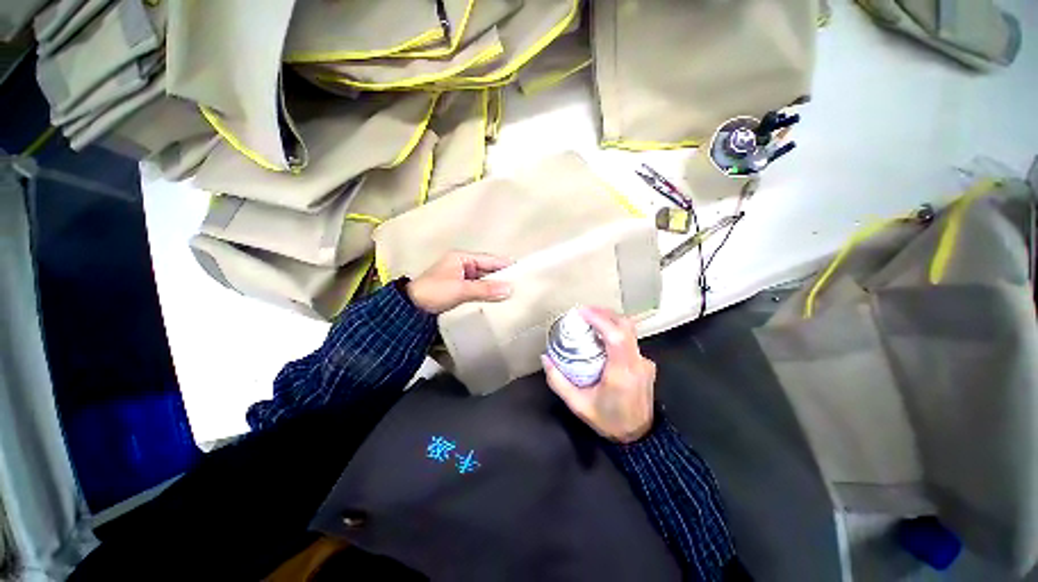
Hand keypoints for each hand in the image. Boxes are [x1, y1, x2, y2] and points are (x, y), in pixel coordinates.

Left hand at [406, 251, 513, 314]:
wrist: (409, 310)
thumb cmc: (434, 293)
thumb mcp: (460, 289)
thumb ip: (484, 289)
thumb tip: (510, 289)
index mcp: (461, 258)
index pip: (489, 259)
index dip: (505, 265)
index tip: (522, 270)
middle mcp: (462, 266)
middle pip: (487, 270)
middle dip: (502, 277)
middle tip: (521, 286)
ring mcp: (460, 279)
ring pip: (483, 281)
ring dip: (495, 287)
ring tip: (513, 294)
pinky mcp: (459, 291)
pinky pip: (478, 290)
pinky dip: (487, 294)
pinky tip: (497, 301)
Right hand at [542, 307, 655, 442]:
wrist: (639, 438)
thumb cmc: (607, 421)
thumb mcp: (578, 405)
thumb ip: (558, 381)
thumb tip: (545, 357)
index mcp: (621, 374)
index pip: (616, 337)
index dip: (600, 319)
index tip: (582, 312)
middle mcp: (637, 363)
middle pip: (626, 326)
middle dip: (605, 313)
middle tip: (585, 311)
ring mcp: (645, 363)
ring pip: (630, 331)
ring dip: (611, 321)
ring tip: (591, 320)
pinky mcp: (646, 364)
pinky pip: (631, 341)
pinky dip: (616, 332)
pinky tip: (603, 338)